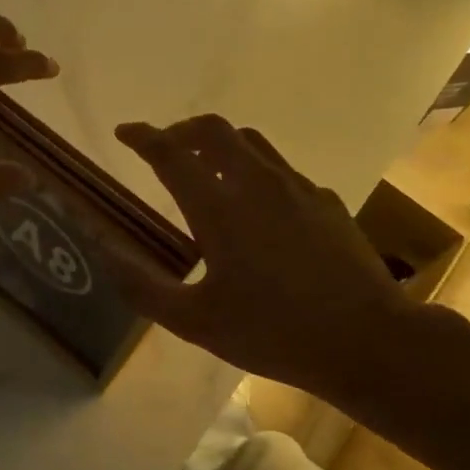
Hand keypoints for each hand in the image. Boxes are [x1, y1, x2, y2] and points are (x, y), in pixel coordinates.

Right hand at [107, 115, 429, 404]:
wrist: (366, 340)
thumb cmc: (273, 333)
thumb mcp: (195, 322)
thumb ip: (143, 287)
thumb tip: (103, 252)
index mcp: (219, 209)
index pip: (171, 153)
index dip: (143, 137)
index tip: (125, 132)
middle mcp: (257, 184)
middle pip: (214, 130)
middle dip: (182, 129)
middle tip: (165, 148)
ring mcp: (297, 189)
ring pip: (251, 142)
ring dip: (220, 144)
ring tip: (207, 168)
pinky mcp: (326, 202)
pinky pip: (281, 170)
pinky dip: (256, 171)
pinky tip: (258, 208)